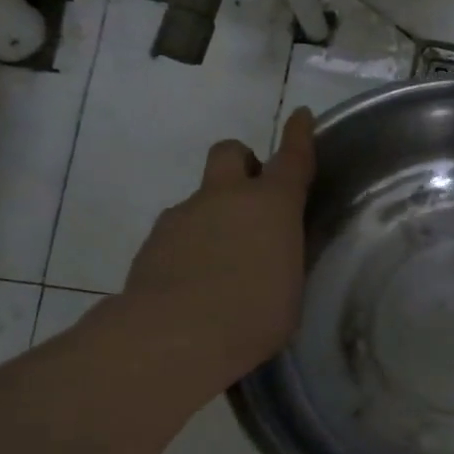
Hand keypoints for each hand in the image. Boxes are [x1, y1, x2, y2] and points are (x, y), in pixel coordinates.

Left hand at [115, 109, 315, 394]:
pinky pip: (179, 232)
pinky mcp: (152, 243)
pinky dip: (190, 247)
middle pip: (231, 153)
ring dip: (214, 216)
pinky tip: (194, 283)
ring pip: (201, 199)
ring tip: (222, 263)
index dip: (299, 134)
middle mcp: (226, 198)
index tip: (301, 115)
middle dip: (242, 163)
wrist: (173, 338)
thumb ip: (282, 258)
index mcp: (272, 204)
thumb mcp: (290, 287)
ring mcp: (184, 216)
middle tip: (252, 197)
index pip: (292, 157)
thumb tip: (271, 256)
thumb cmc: (254, 315)